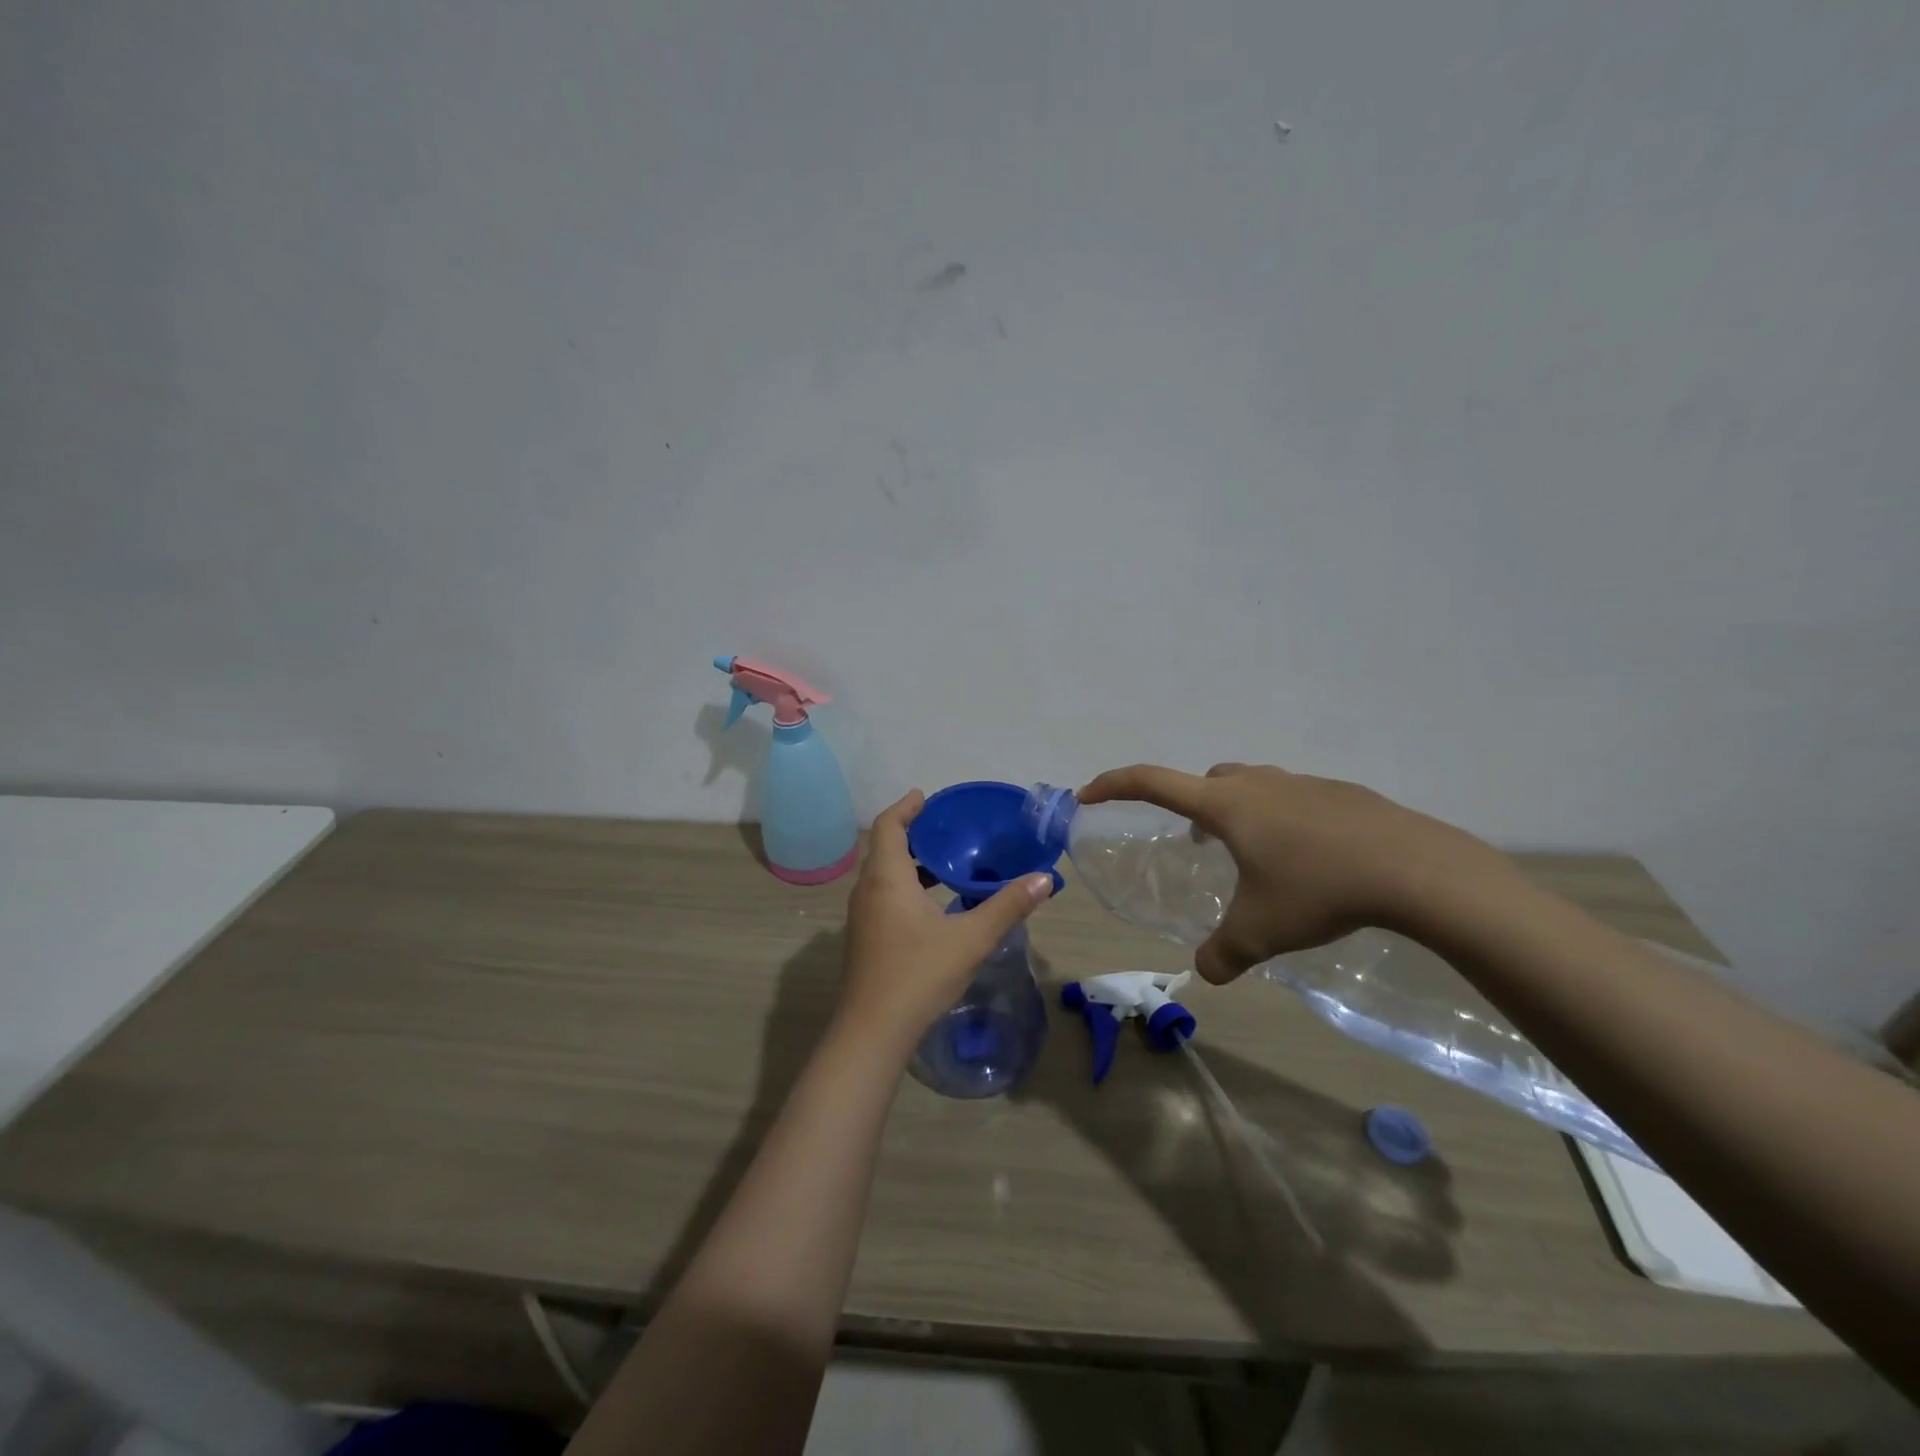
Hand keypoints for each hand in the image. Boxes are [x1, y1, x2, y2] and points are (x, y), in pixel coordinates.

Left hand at [838, 790, 1053, 1051]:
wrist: (873, 1031)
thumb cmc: (919, 974)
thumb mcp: (971, 938)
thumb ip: (1008, 906)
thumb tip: (1044, 879)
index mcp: (887, 878)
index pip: (887, 825)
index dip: (905, 807)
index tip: (926, 797)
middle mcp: (868, 890)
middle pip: (885, 848)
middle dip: (913, 833)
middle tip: (947, 828)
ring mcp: (862, 916)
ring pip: (884, 875)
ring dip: (911, 863)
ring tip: (947, 863)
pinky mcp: (865, 938)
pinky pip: (884, 896)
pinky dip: (906, 887)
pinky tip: (935, 905)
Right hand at [1078, 763, 1504, 984]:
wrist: (1414, 868)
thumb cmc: (1319, 890)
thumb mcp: (1261, 931)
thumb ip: (1224, 953)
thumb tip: (1205, 974)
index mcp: (1226, 806)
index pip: (1152, 782)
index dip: (1114, 785)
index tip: (1088, 794)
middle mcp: (1258, 785)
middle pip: (1206, 781)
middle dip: (1190, 805)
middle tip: (1196, 842)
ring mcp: (1303, 785)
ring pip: (1252, 788)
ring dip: (1238, 813)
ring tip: (1252, 857)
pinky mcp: (1341, 796)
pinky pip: (1293, 801)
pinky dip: (1282, 822)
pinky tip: (1307, 862)